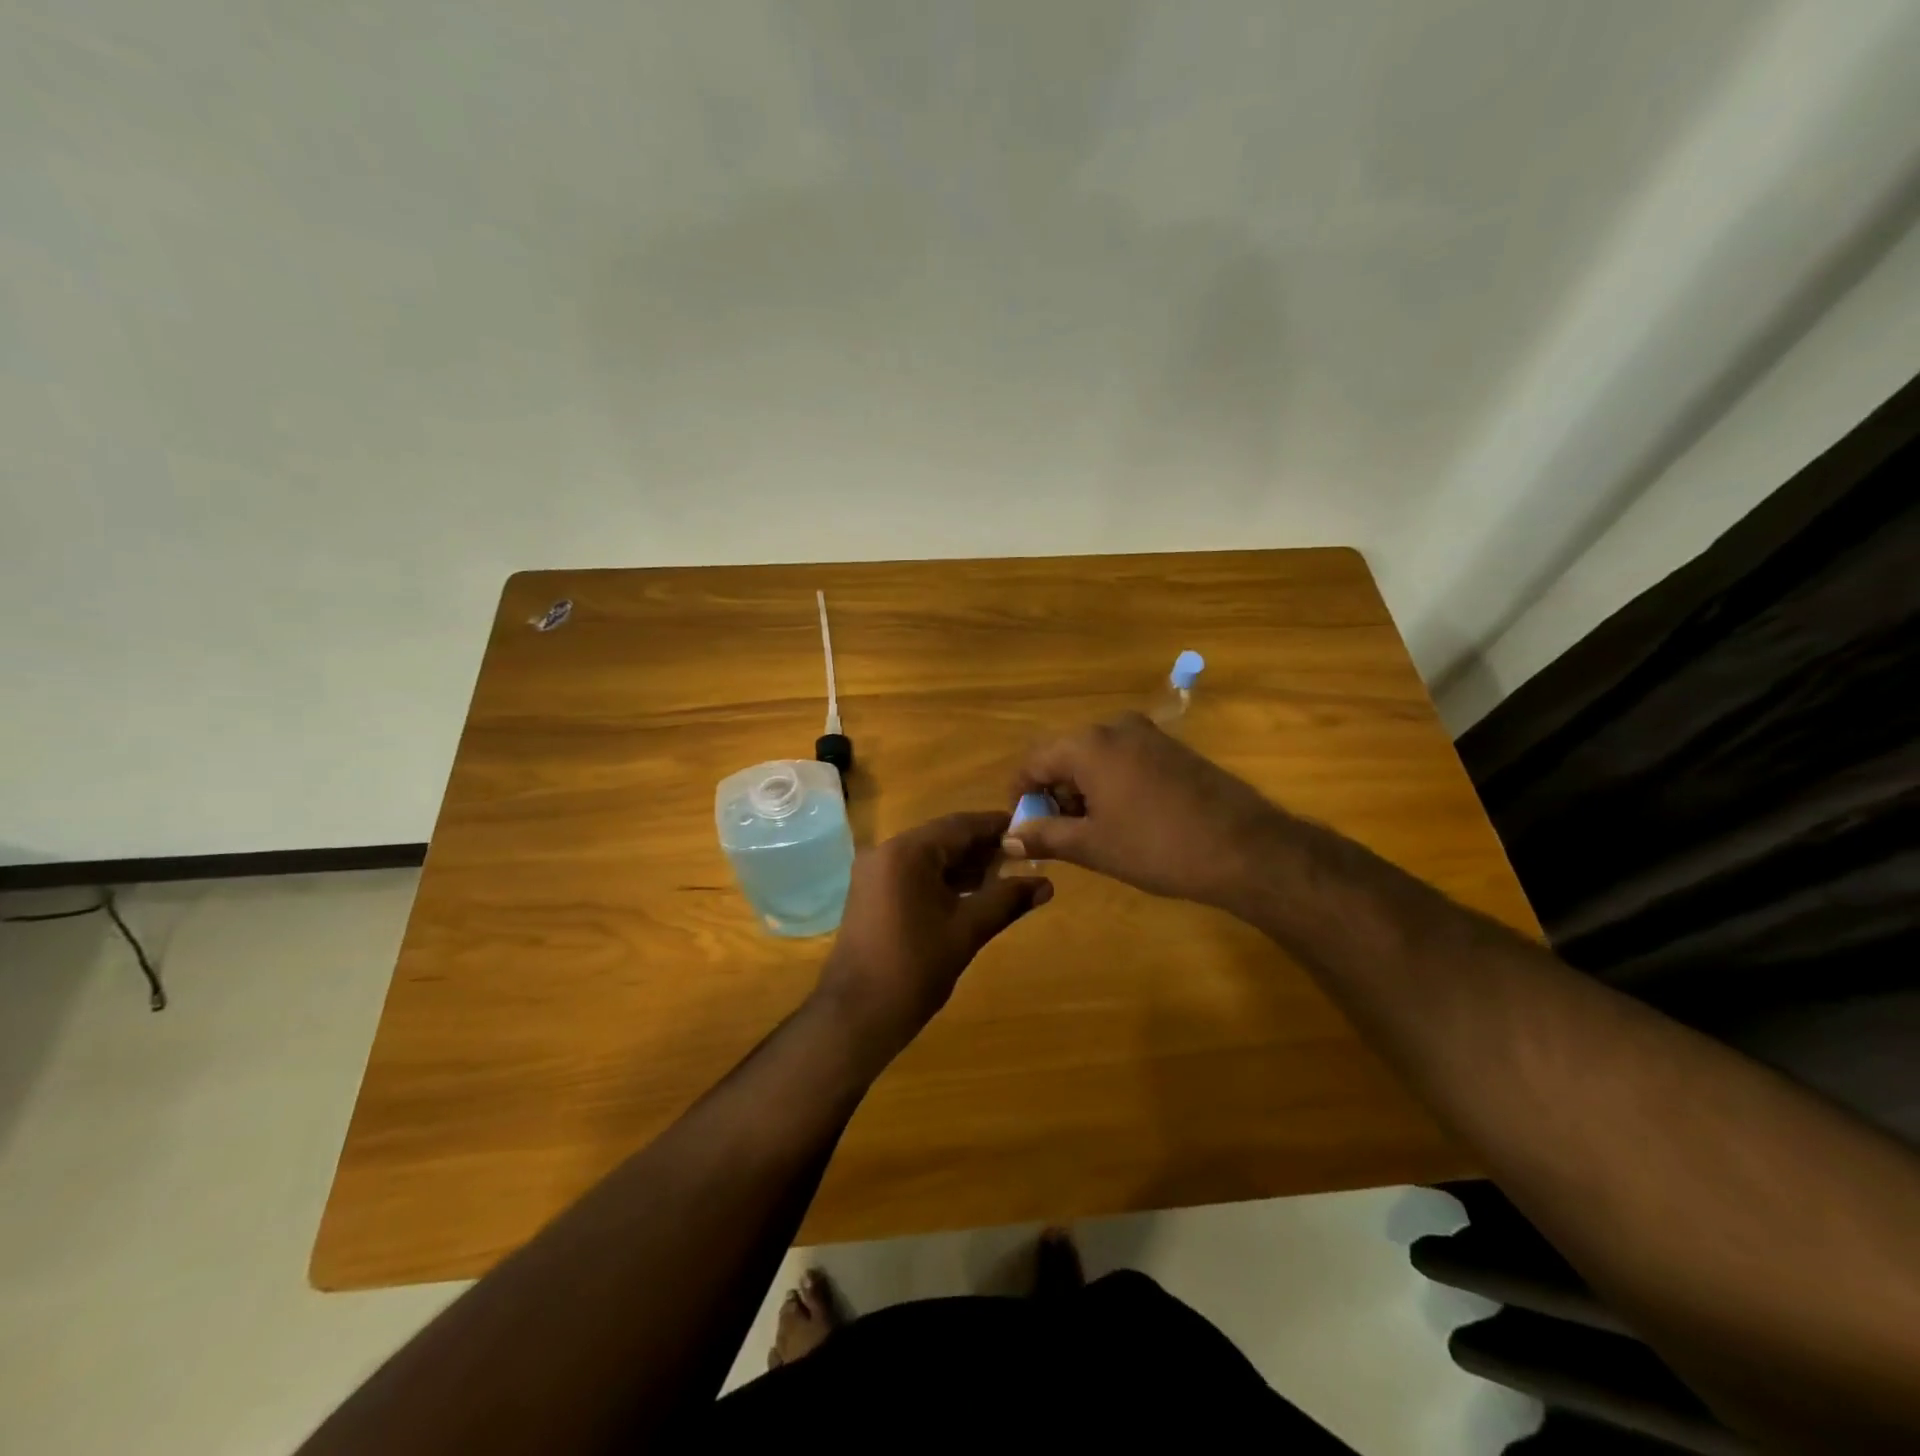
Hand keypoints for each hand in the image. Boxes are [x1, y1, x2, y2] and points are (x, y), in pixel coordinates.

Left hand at [813, 812, 1052, 1063]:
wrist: (857, 1014)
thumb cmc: (914, 967)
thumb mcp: (967, 930)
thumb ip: (1006, 900)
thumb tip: (1047, 885)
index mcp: (907, 852)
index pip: (960, 825)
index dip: (997, 827)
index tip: (1031, 830)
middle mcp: (887, 851)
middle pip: (944, 838)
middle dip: (984, 848)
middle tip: (1026, 857)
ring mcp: (876, 873)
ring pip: (930, 857)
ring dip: (965, 865)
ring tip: (1008, 876)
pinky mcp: (873, 894)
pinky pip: (915, 874)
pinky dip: (944, 880)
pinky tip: (975, 893)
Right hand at [1007, 713, 1282, 908]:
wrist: (1245, 849)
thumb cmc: (1157, 847)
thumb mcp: (1093, 846)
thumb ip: (1045, 836)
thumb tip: (1010, 837)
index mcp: (1088, 744)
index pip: (1034, 761)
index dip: (1021, 795)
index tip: (1023, 828)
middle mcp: (1115, 727)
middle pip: (1064, 755)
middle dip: (1053, 793)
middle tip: (1055, 834)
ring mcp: (1148, 734)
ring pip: (1095, 757)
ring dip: (1082, 790)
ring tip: (1089, 832)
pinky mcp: (1172, 748)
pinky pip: (1124, 759)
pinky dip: (1110, 784)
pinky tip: (1123, 818)